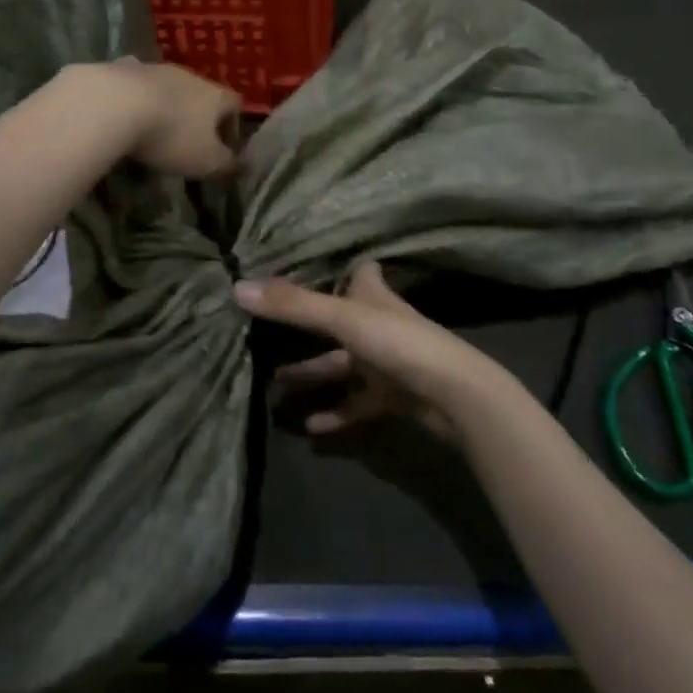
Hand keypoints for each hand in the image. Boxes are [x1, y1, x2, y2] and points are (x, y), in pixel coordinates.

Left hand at [97, 60, 240, 177]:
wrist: (115, 105)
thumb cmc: (172, 136)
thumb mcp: (206, 161)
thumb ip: (227, 164)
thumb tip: (245, 165)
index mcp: (215, 96)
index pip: (235, 103)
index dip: (233, 124)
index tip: (224, 146)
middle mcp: (190, 76)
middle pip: (202, 92)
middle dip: (197, 114)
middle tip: (187, 140)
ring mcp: (156, 69)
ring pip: (168, 86)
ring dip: (166, 104)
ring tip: (153, 128)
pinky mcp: (123, 68)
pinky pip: (135, 82)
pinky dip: (134, 95)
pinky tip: (124, 110)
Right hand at [235, 263, 500, 439]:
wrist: (455, 395)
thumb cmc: (400, 343)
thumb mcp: (342, 319)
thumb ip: (292, 306)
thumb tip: (237, 287)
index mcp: (374, 297)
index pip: (363, 272)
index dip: (345, 268)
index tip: (316, 266)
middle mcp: (380, 324)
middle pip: (340, 321)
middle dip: (307, 329)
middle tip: (268, 335)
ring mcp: (388, 362)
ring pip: (343, 365)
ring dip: (313, 374)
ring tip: (274, 385)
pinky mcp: (393, 397)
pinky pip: (356, 404)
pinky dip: (335, 412)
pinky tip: (309, 426)